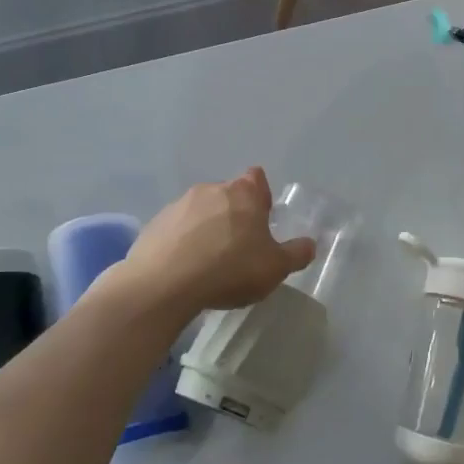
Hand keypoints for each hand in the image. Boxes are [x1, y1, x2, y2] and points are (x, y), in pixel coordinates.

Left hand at [118, 168, 315, 314]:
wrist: (163, 285)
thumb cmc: (229, 269)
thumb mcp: (275, 268)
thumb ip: (296, 254)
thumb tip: (310, 244)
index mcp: (243, 194)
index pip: (256, 178)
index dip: (261, 196)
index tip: (261, 218)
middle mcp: (211, 190)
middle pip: (228, 195)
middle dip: (234, 214)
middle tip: (239, 246)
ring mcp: (178, 206)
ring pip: (200, 211)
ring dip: (206, 228)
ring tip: (209, 261)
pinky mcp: (154, 225)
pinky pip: (175, 229)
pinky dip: (182, 242)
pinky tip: (184, 269)